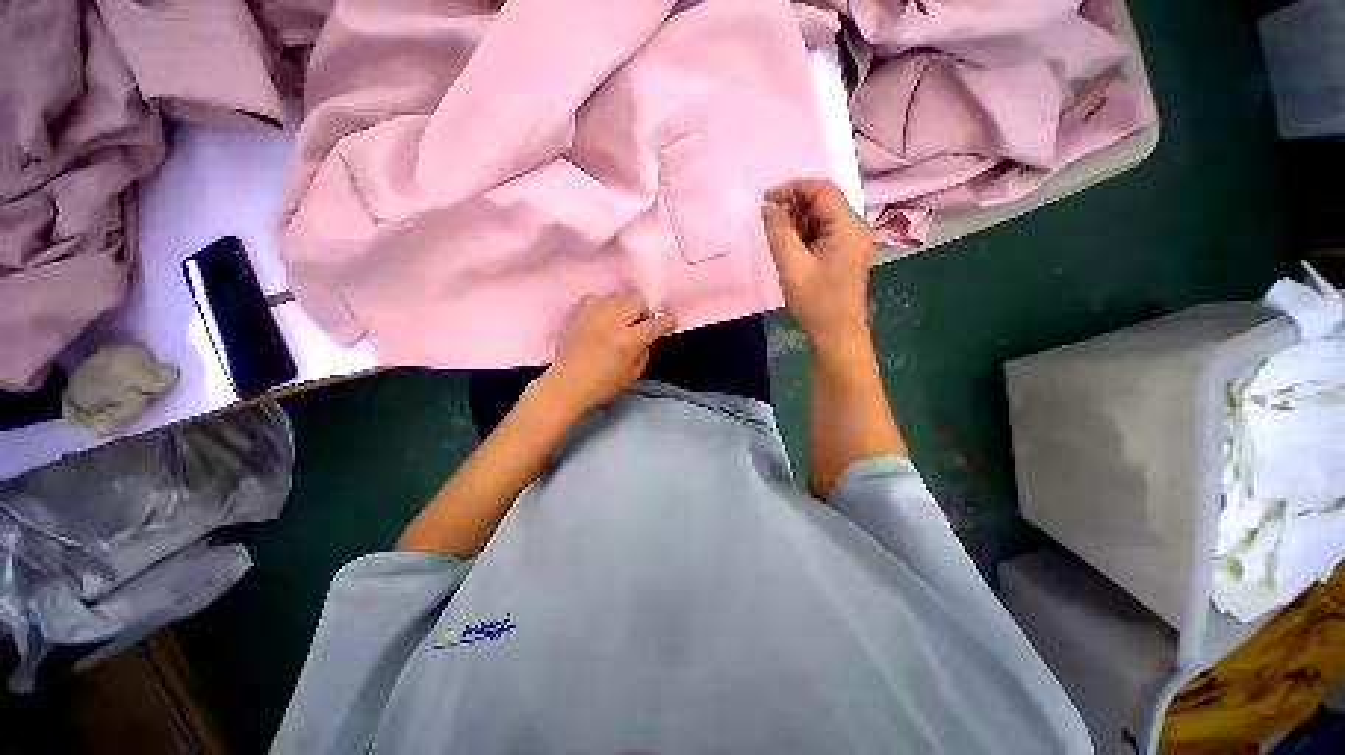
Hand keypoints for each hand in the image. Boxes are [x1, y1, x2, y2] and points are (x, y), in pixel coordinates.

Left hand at [540, 293, 677, 414]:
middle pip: (637, 299)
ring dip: (623, 306)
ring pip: (617, 295)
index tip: (669, 323)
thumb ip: (644, 350)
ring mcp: (594, 313)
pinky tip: (601, 318)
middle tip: (638, 323)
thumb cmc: (604, 384)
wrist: (567, 383)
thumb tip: (647, 335)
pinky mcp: (578, 312)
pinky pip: (597, 298)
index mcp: (629, 340)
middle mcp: (614, 321)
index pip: (657, 323)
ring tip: (619, 320)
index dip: (668, 321)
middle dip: (643, 310)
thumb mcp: (634, 373)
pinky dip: (603, 305)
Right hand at [761, 179, 873, 365]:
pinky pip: (824, 234)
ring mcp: (852, 242)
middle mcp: (855, 227)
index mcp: (847, 226)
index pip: (821, 189)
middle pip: (823, 201)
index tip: (765, 200)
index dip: (792, 188)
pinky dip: (805, 235)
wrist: (838, 335)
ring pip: (822, 218)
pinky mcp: (846, 255)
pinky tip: (791, 249)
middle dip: (794, 206)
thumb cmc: (816, 302)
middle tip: (767, 221)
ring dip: (798, 222)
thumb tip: (768, 206)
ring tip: (777, 238)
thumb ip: (779, 232)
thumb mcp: (792, 266)